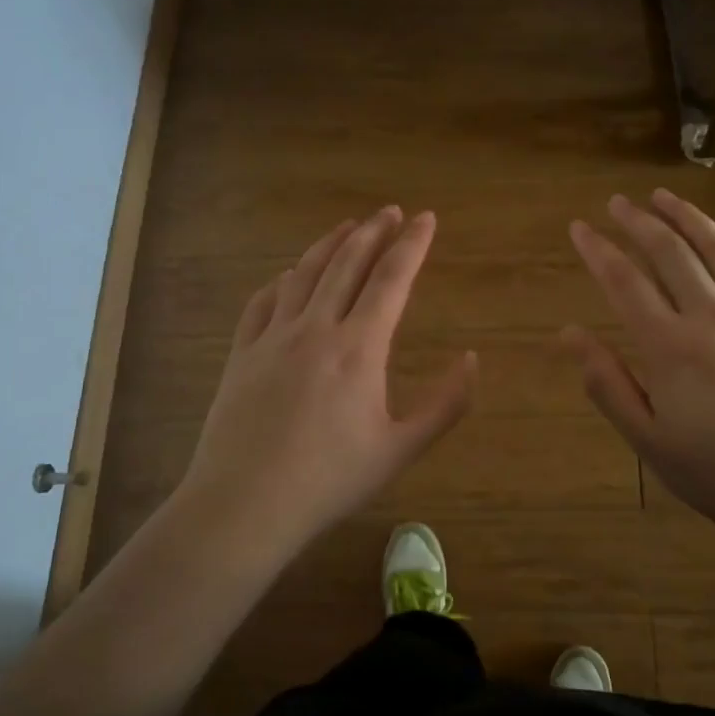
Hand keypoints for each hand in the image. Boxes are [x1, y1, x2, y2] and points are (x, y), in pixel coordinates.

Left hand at [178, 206, 476, 550]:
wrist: (245, 504)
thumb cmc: (330, 481)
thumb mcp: (400, 449)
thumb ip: (445, 405)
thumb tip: (473, 360)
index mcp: (359, 348)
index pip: (391, 279)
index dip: (412, 244)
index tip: (426, 218)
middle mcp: (316, 328)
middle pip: (347, 263)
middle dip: (373, 232)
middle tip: (390, 211)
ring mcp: (273, 337)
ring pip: (305, 273)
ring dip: (330, 244)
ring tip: (348, 226)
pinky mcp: (242, 352)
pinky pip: (263, 301)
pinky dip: (283, 280)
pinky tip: (290, 275)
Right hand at [564, 190, 714, 542]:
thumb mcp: (650, 441)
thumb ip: (608, 383)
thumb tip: (569, 334)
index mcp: (671, 348)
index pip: (625, 283)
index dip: (598, 250)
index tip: (579, 228)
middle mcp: (713, 318)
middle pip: (671, 253)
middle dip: (639, 221)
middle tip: (617, 202)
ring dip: (688, 217)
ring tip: (664, 196)